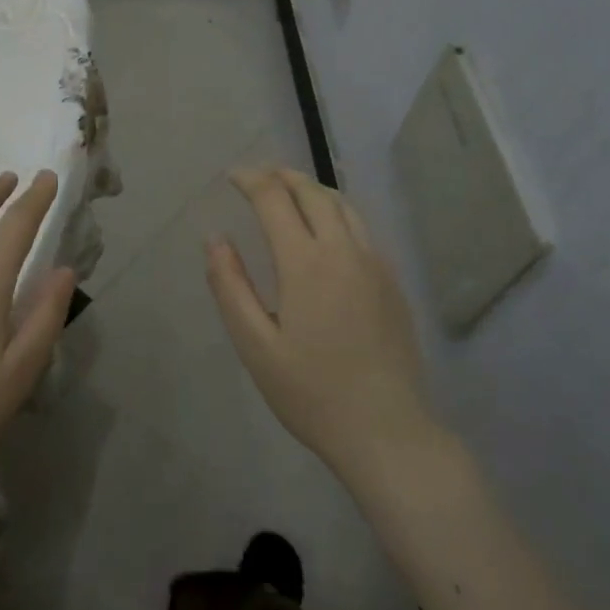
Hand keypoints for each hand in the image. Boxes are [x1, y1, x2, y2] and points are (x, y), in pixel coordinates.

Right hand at [205, 167, 444, 482]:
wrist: (388, 433)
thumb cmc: (312, 393)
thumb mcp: (255, 345)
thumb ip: (230, 286)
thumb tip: (216, 239)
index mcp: (306, 263)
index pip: (274, 199)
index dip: (251, 180)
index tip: (232, 177)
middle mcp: (344, 251)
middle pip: (313, 193)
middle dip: (282, 176)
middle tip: (258, 176)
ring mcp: (375, 266)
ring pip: (343, 206)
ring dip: (312, 190)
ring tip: (289, 191)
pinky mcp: (393, 284)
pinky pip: (361, 229)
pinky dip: (336, 212)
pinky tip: (325, 231)